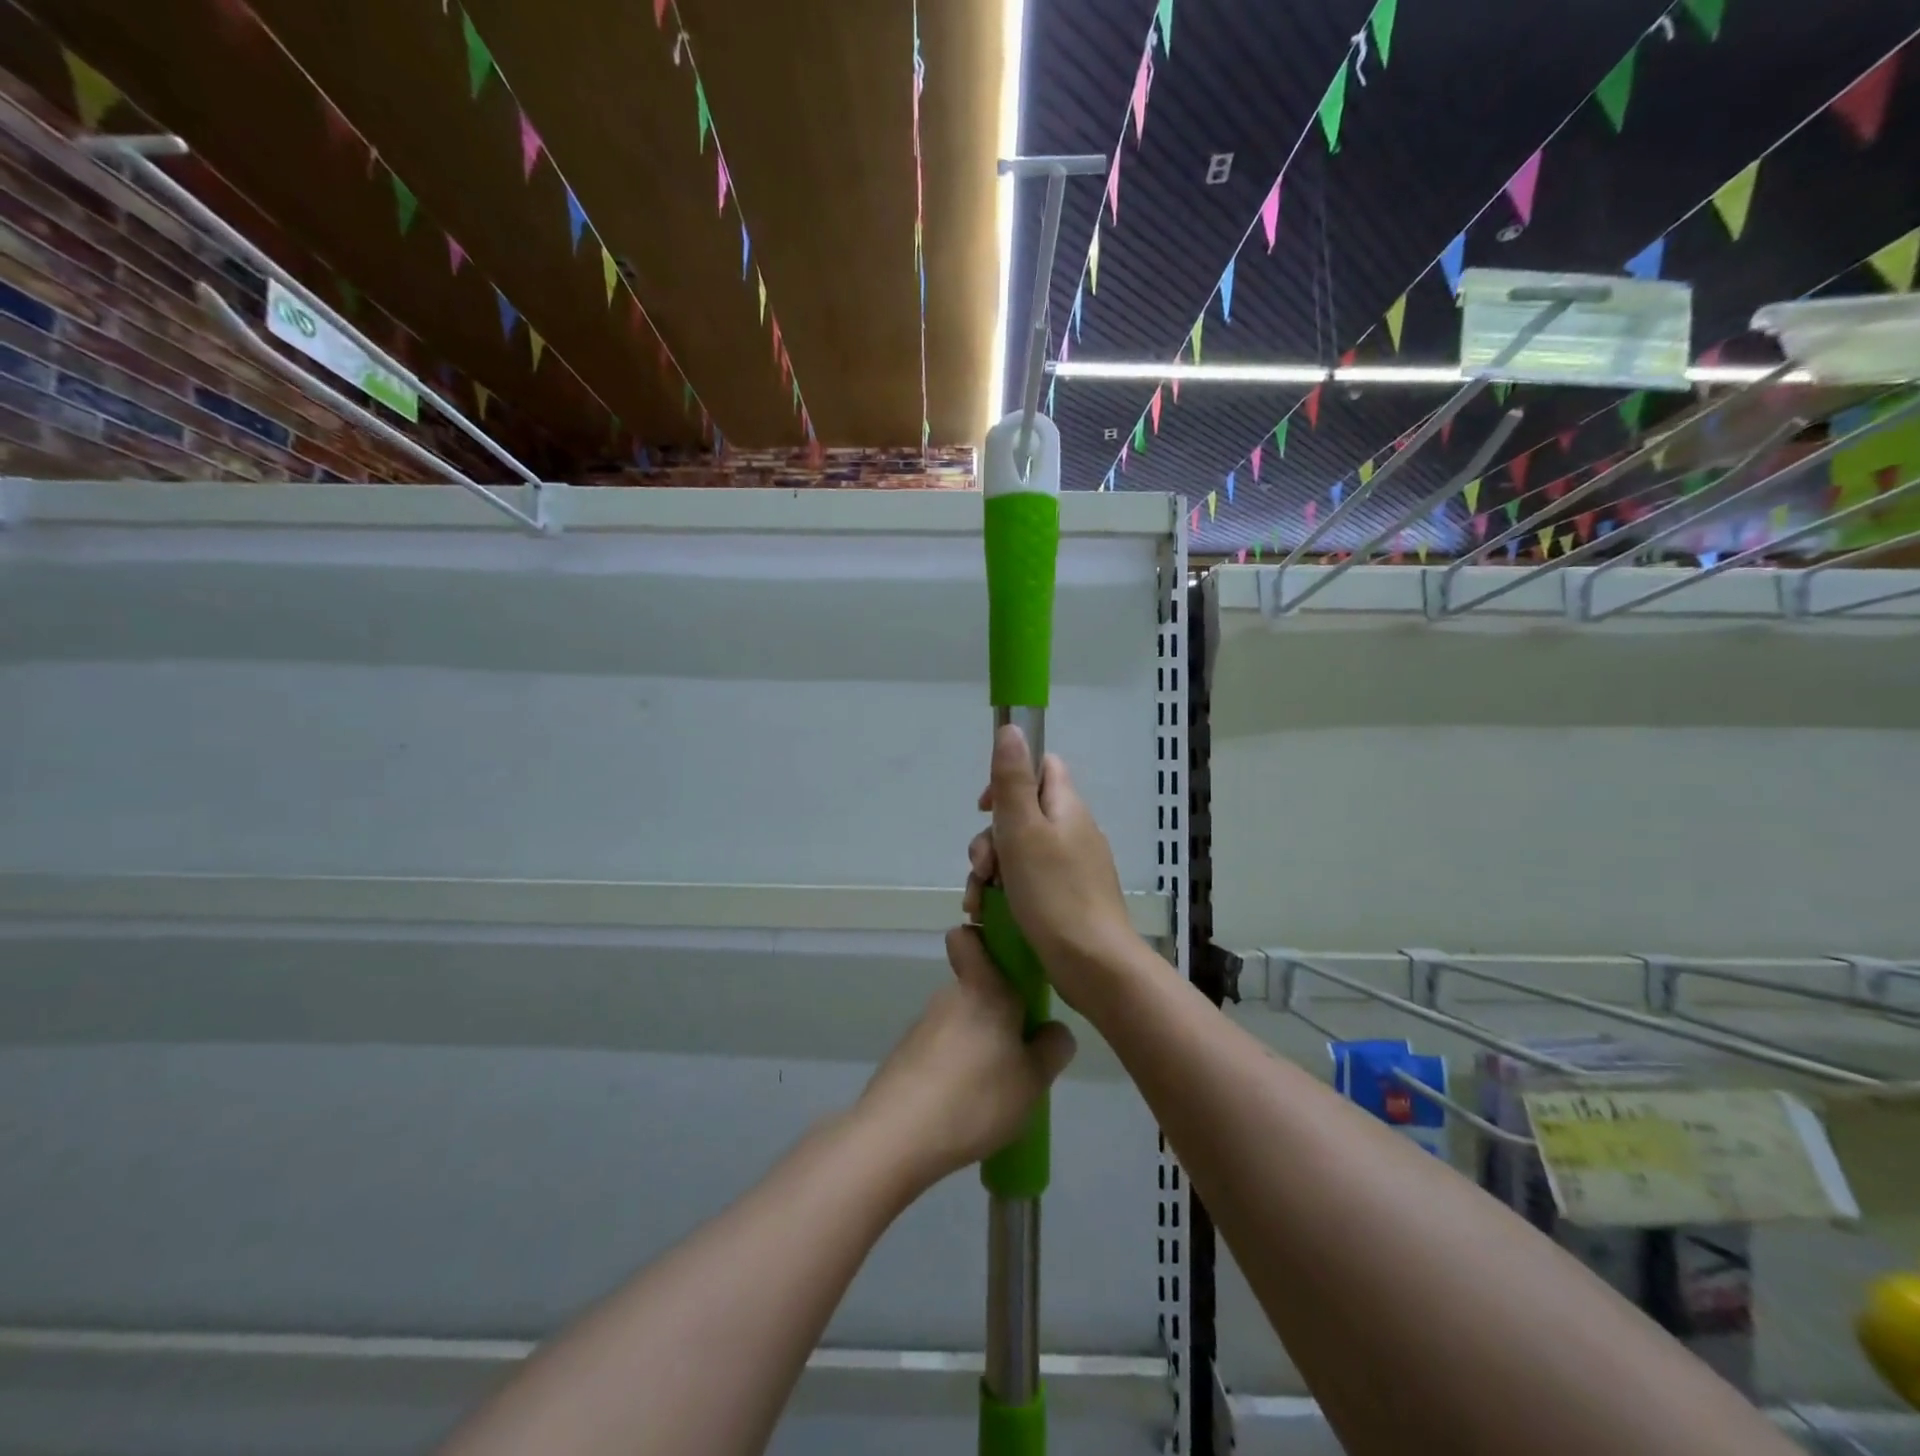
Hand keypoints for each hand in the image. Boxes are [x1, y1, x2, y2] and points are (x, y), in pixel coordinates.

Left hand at [857, 926, 1075, 1189]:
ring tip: (995, 1091)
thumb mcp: (1033, 1080)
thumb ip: (1052, 1049)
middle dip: (997, 1014)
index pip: (968, 938)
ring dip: (977, 1045)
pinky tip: (965, 1106)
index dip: (983, 941)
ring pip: (959, 1022)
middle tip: (1020, 1054)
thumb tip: (1053, 1030)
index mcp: (984, 988)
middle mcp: (950, 996)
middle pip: (975, 988)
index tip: (1007, 965)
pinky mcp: (905, 1056)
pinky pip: (941, 1050)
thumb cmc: (977, 1095)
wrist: (898, 1135)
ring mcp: (923, 1026)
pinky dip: (954, 1069)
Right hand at [963, 725, 1138, 1008]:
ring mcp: (1072, 867)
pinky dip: (1006, 894)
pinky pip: (1028, 883)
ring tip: (979, 901)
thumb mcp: (1023, 830)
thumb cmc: (1054, 893)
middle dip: (991, 838)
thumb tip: (1011, 728)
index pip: (1042, 768)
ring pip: (1019, 853)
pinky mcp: (1066, 899)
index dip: (1009, 778)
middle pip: (1022, 815)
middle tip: (982, 867)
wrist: (1093, 965)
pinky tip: (988, 916)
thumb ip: (1012, 780)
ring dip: (991, 871)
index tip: (985, 807)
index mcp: (1066, 808)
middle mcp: (1073, 831)